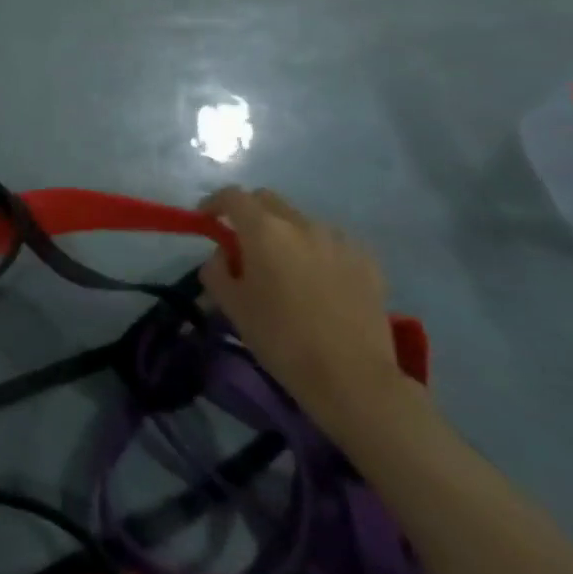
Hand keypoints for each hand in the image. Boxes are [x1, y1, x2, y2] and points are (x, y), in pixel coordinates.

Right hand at [199, 187, 403, 432]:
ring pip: (301, 221)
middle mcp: (303, 224)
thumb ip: (216, 269)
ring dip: (284, 233)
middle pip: (268, 200)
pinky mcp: (367, 261)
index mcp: (265, 231)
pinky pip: (330, 242)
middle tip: (240, 243)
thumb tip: (224, 254)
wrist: (352, 376)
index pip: (232, 196)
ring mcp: (340, 240)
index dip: (213, 203)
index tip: (204, 219)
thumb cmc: (280, 338)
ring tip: (282, 267)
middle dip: (248, 213)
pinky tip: (315, 281)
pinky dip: (314, 250)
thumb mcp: (230, 304)